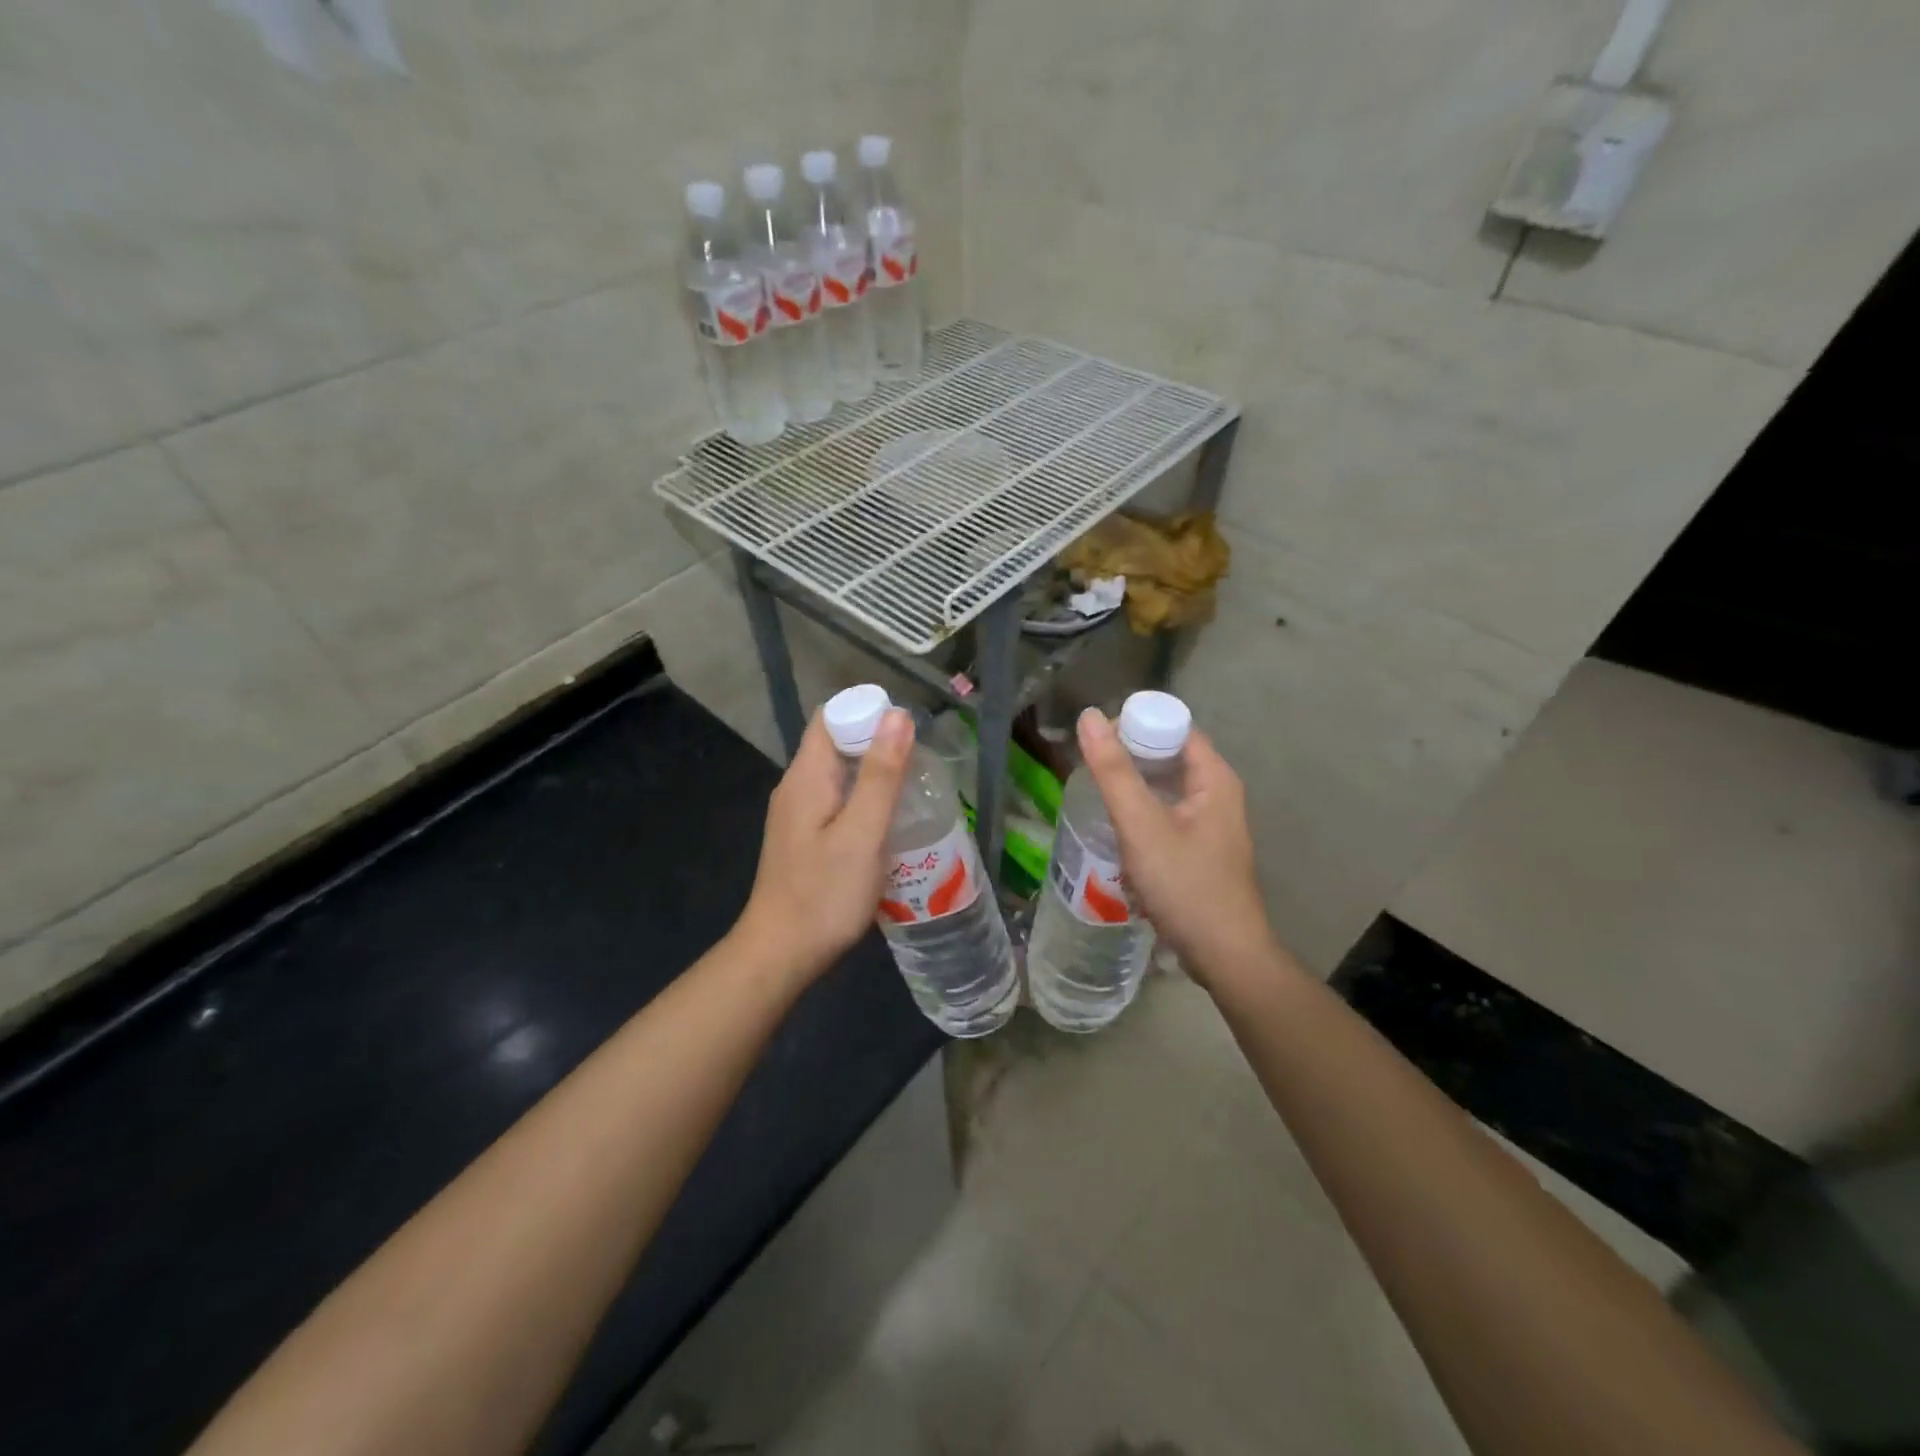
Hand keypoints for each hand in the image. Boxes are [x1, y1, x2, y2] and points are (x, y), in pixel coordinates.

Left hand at [736, 706, 914, 982]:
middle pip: (837, 743)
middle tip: (920, 766)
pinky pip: (837, 801)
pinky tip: (888, 824)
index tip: (909, 733)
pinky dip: (864, 801)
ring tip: (913, 792)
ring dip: (874, 775)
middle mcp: (797, 786)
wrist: (781, 954)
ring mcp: (798, 814)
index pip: (833, 717)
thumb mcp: (862, 833)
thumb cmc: (825, 894)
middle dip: (878, 744)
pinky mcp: (804, 837)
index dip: (869, 714)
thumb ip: (881, 774)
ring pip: (840, 774)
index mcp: (806, 776)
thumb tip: (897, 714)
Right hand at [1076, 708, 1273, 983]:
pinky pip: (1166, 815)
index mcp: (1214, 777)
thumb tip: (1089, 717)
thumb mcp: (1142, 826)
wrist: (1224, 956)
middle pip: (1168, 755)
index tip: (1094, 741)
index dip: (1134, 725)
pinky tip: (1116, 828)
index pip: (1173, 726)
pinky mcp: (1201, 849)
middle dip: (1127, 756)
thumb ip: (1114, 772)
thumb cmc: (1185, 886)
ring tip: (1094, 794)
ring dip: (1131, 786)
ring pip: (1165, 788)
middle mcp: (1217, 793)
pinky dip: (1141, 814)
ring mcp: (1211, 823)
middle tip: (1086, 767)